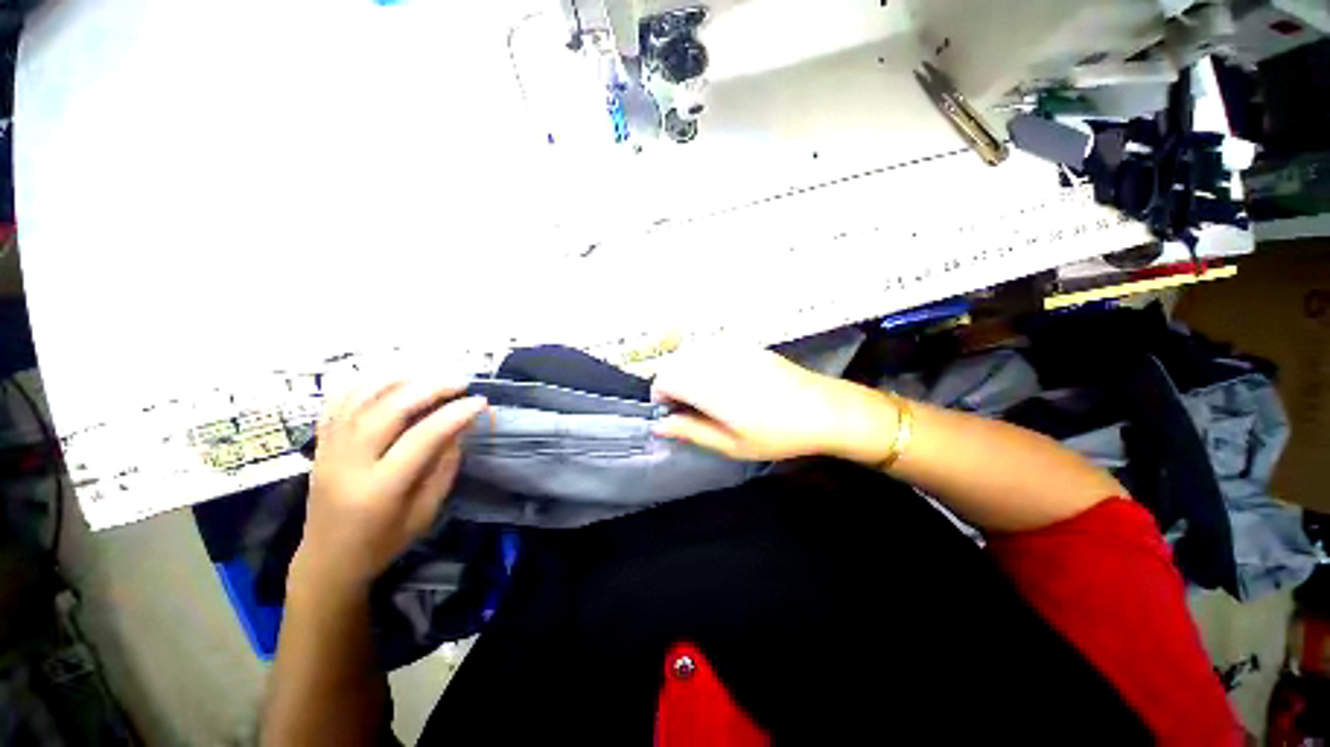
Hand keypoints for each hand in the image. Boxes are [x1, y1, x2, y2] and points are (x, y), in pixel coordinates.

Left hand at [293, 380, 487, 592]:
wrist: (327, 560)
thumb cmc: (383, 542)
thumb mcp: (425, 512)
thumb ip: (443, 467)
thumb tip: (461, 426)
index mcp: (379, 489)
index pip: (421, 439)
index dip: (454, 415)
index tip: (480, 402)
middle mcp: (348, 464)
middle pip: (388, 410)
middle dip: (429, 389)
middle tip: (459, 382)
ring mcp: (328, 450)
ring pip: (360, 399)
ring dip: (399, 379)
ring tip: (430, 374)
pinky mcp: (320, 444)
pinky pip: (337, 402)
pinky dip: (365, 383)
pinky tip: (390, 378)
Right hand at [652, 348, 894, 462]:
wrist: (823, 408)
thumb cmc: (776, 434)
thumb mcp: (731, 444)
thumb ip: (691, 431)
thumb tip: (659, 426)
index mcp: (709, 385)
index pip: (664, 379)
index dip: (662, 397)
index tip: (674, 414)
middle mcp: (716, 359)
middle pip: (675, 364)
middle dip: (674, 385)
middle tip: (692, 409)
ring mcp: (732, 348)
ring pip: (692, 355)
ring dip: (689, 374)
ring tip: (710, 397)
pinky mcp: (745, 344)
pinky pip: (712, 350)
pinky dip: (707, 365)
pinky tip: (728, 383)